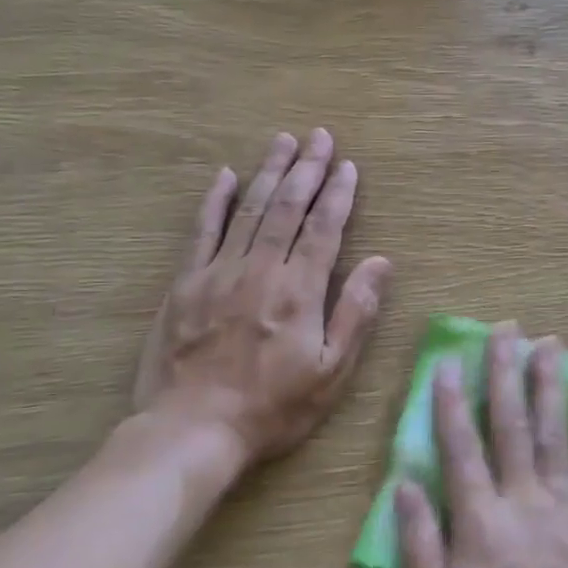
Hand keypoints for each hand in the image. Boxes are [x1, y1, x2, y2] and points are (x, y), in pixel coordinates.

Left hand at [131, 129, 391, 471]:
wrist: (192, 431)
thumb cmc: (273, 407)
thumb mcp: (332, 371)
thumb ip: (356, 312)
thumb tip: (382, 262)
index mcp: (299, 290)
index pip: (324, 228)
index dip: (338, 194)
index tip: (347, 165)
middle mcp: (260, 270)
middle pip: (287, 208)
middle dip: (307, 169)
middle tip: (319, 136)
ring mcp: (218, 272)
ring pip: (248, 210)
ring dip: (269, 172)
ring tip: (283, 141)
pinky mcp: (185, 284)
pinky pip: (201, 231)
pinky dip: (214, 201)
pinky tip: (224, 175)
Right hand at [398, 323, 567, 567]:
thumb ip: (420, 544)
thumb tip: (404, 483)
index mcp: (479, 523)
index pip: (460, 447)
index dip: (452, 401)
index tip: (450, 361)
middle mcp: (522, 502)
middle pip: (511, 425)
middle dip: (505, 373)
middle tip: (506, 330)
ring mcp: (565, 509)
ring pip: (555, 433)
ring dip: (549, 385)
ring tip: (549, 343)